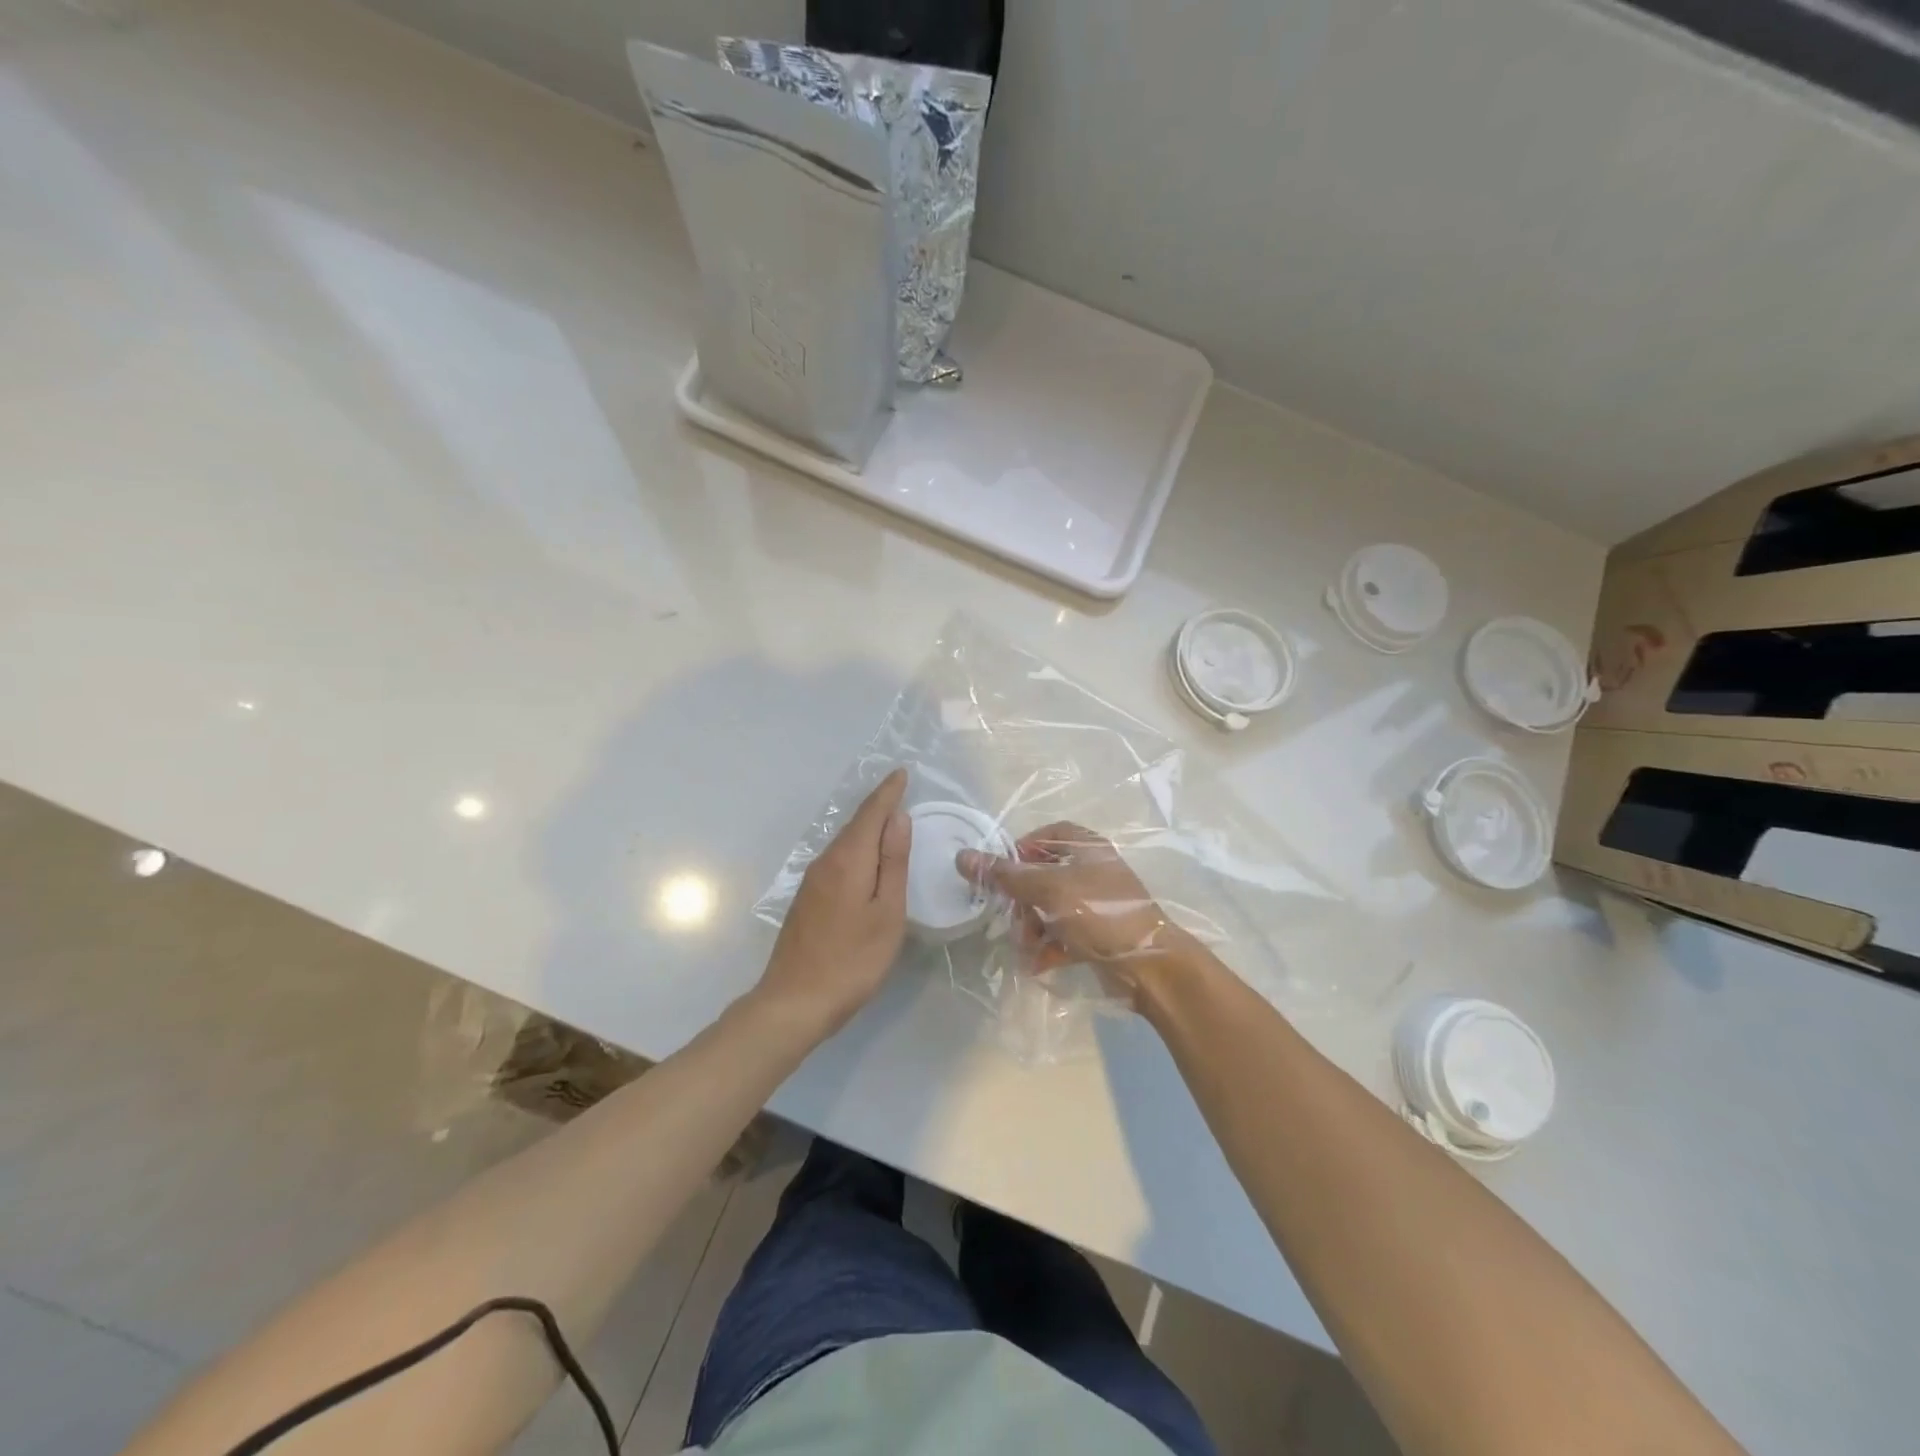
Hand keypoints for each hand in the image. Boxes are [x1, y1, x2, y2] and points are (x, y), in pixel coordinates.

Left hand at [752, 768, 911, 1041]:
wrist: (795, 1001)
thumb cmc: (853, 960)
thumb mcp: (887, 913)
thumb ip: (893, 863)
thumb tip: (898, 818)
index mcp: (848, 860)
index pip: (871, 814)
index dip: (888, 792)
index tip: (903, 772)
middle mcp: (826, 862)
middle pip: (855, 825)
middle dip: (878, 806)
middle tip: (900, 790)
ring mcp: (812, 881)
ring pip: (845, 843)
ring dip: (867, 828)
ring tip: (890, 820)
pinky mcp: (807, 899)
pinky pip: (837, 860)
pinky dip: (857, 849)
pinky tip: (866, 859)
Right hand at [957, 821, 1196, 1008]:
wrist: (1150, 966)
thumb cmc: (1099, 913)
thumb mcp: (1047, 890)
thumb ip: (1005, 875)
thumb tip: (962, 856)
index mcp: (1087, 848)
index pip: (1047, 835)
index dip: (1022, 849)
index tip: (1002, 872)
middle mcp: (1092, 871)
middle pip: (1043, 875)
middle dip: (1023, 899)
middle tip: (1011, 917)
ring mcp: (1095, 904)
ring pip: (1050, 908)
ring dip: (1032, 927)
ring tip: (1025, 946)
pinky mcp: (1097, 935)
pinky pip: (1062, 934)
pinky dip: (1048, 947)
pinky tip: (1037, 964)